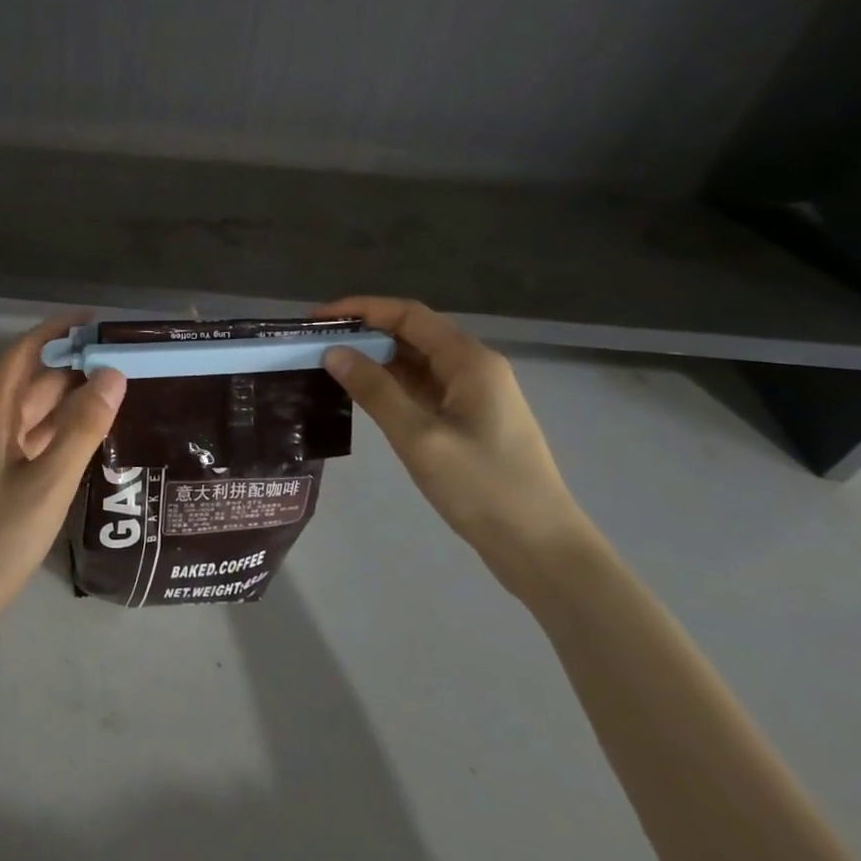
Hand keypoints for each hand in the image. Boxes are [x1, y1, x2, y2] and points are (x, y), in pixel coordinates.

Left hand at [0, 318, 126, 642]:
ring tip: (117, 390)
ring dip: (69, 398)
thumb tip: (113, 373)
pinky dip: (62, 431)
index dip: (55, 330)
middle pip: (30, 382)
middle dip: (71, 364)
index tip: (95, 320)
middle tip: (122, 358)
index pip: (22, 354)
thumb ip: (82, 428)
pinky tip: (92, 438)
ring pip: (33, 413)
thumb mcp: (48, 482)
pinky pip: (33, 441)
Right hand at [318, 297, 594, 600]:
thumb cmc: (484, 489)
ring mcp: (473, 395)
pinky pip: (422, 387)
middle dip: (364, 332)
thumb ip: (375, 390)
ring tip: (329, 365)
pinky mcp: (469, 420)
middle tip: (316, 343)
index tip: (318, 319)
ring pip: (416, 361)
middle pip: (412, 333)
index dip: (361, 309)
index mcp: (470, 360)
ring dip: (375, 359)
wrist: (543, 551)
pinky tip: (361, 394)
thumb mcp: (420, 438)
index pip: (407, 314)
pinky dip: (390, 384)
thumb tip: (333, 351)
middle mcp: (474, 367)